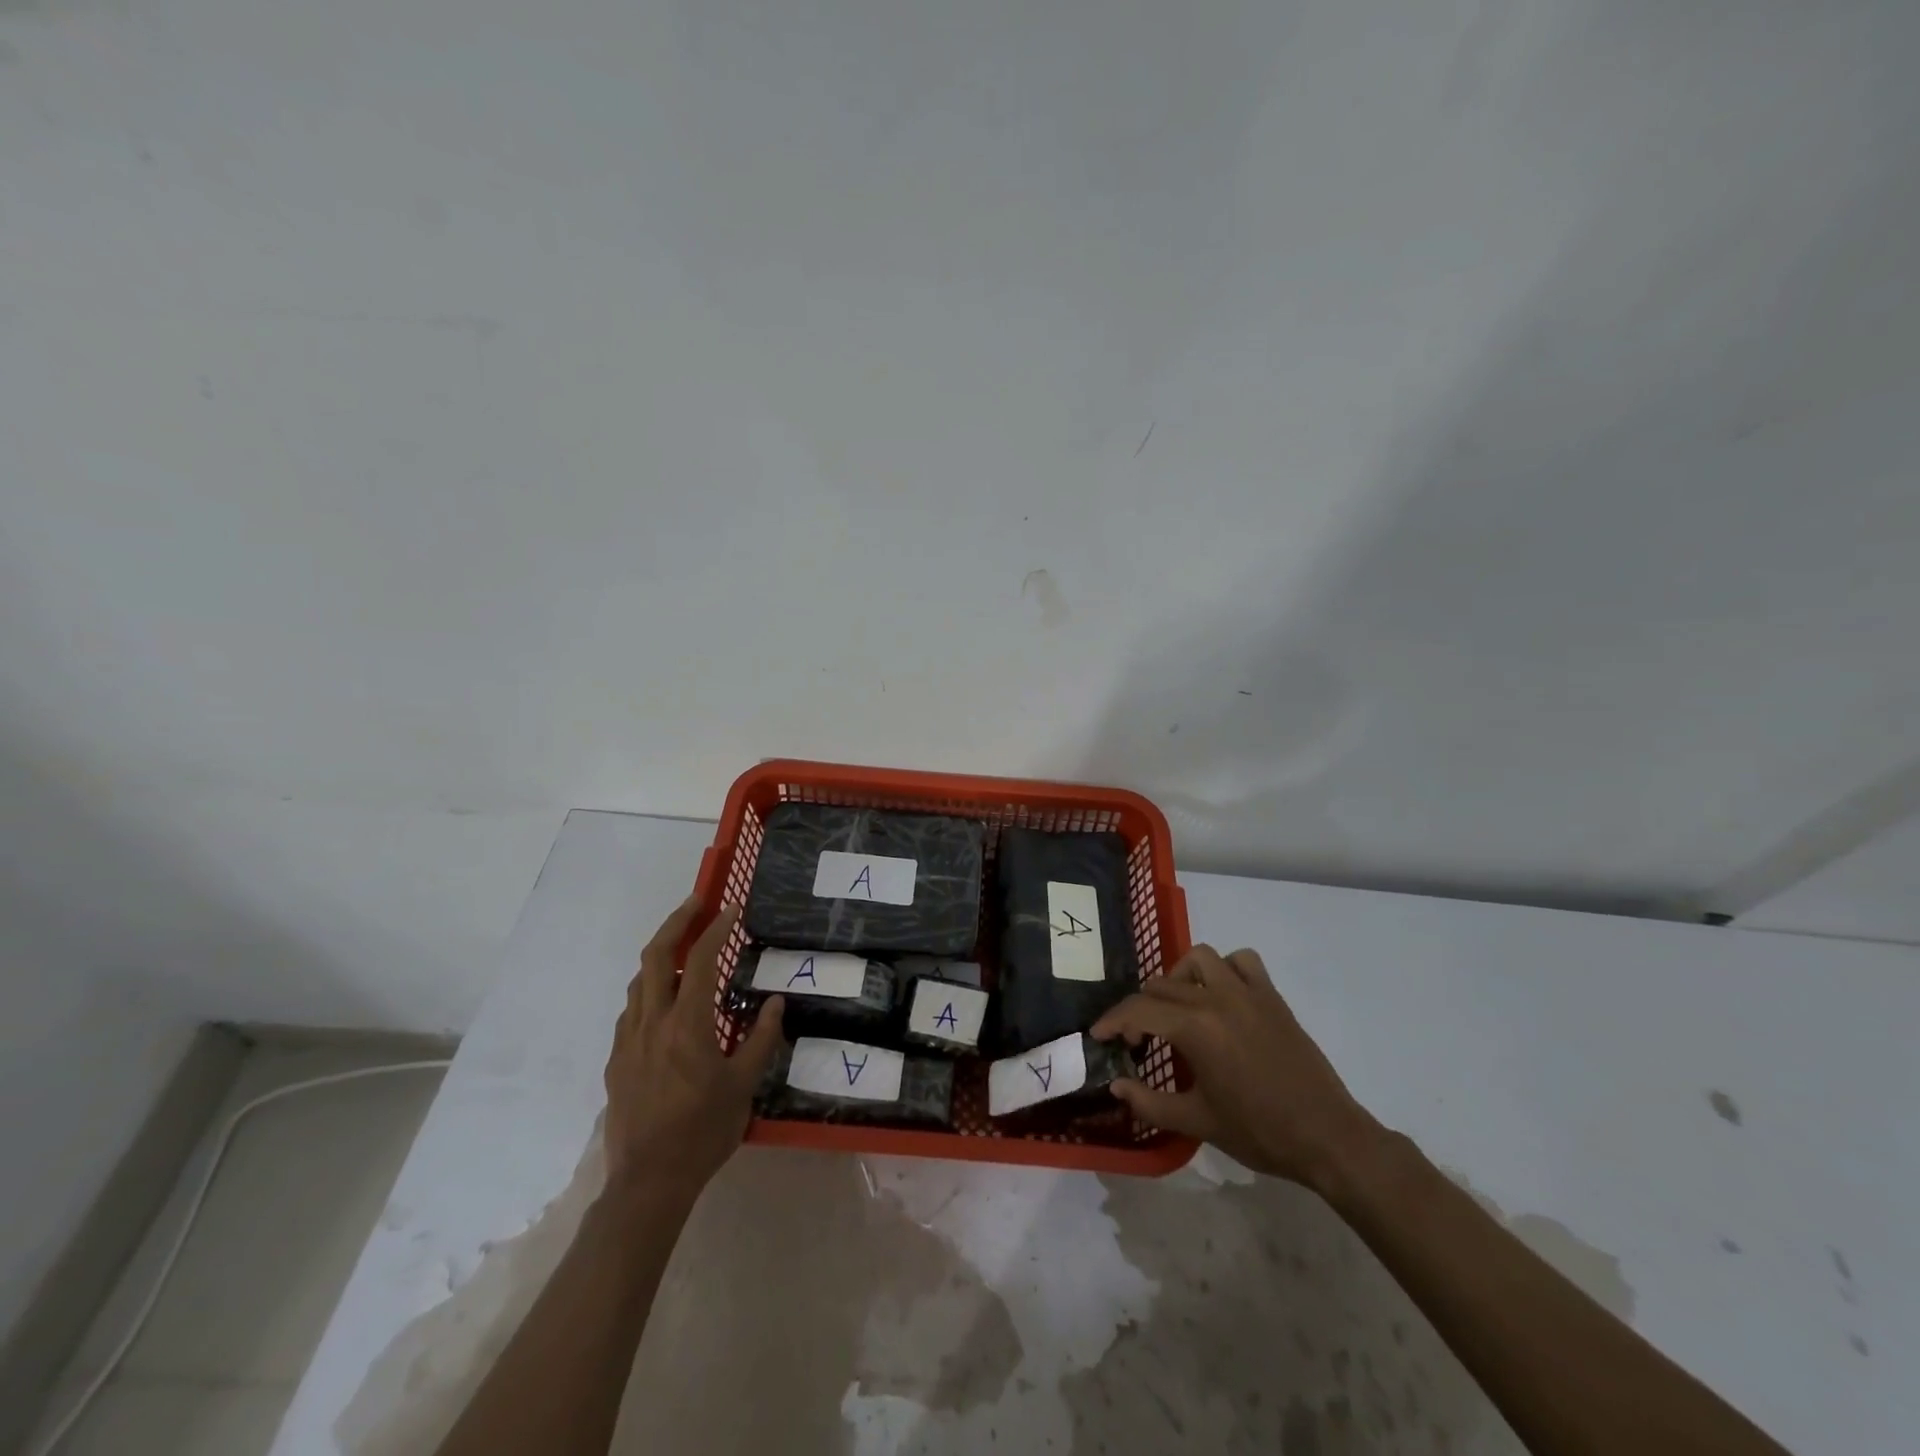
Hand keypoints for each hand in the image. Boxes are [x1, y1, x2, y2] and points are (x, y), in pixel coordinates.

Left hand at [603, 895, 785, 1204]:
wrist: (648, 1182)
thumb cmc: (703, 1131)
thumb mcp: (745, 1085)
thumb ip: (761, 1038)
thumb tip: (774, 1003)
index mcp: (687, 1024)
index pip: (701, 960)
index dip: (716, 928)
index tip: (730, 908)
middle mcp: (652, 1022)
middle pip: (657, 956)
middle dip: (676, 922)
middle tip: (696, 902)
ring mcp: (628, 1040)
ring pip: (639, 981)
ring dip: (661, 955)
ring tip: (684, 948)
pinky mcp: (616, 1061)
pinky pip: (631, 1010)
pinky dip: (649, 990)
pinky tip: (664, 1002)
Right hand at [1092, 944, 1382, 1192]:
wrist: (1327, 1137)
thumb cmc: (1259, 1132)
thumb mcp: (1197, 1122)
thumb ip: (1149, 1102)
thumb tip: (1116, 1084)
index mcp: (1196, 1028)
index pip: (1138, 1010)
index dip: (1112, 1021)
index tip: (1098, 1035)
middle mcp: (1217, 999)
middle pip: (1162, 986)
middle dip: (1140, 1008)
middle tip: (1138, 1039)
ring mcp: (1248, 993)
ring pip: (1200, 959)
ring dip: (1179, 977)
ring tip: (1177, 1007)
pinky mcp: (1272, 997)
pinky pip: (1243, 961)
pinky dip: (1225, 969)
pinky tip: (1221, 995)